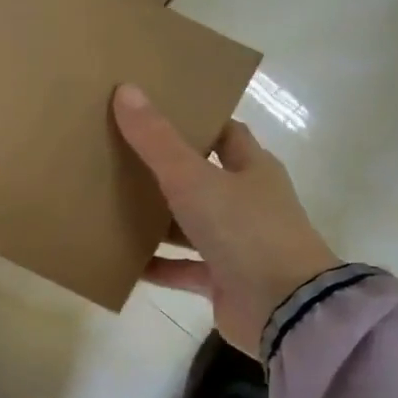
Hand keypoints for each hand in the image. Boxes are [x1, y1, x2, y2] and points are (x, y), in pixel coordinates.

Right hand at [113, 84, 340, 357]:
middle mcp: (248, 203)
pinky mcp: (223, 281)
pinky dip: (158, 266)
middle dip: (167, 171)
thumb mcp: (194, 179)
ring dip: (159, 220)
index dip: (196, 123)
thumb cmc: (245, 231)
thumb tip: (126, 89)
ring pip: (191, 225)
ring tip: (112, 207)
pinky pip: (183, 269)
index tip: (156, 115)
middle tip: (121, 157)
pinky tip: (124, 262)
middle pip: (204, 179)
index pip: (226, 134)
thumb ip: (157, 141)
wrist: (284, 308)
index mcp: (253, 169)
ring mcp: (237, 245)